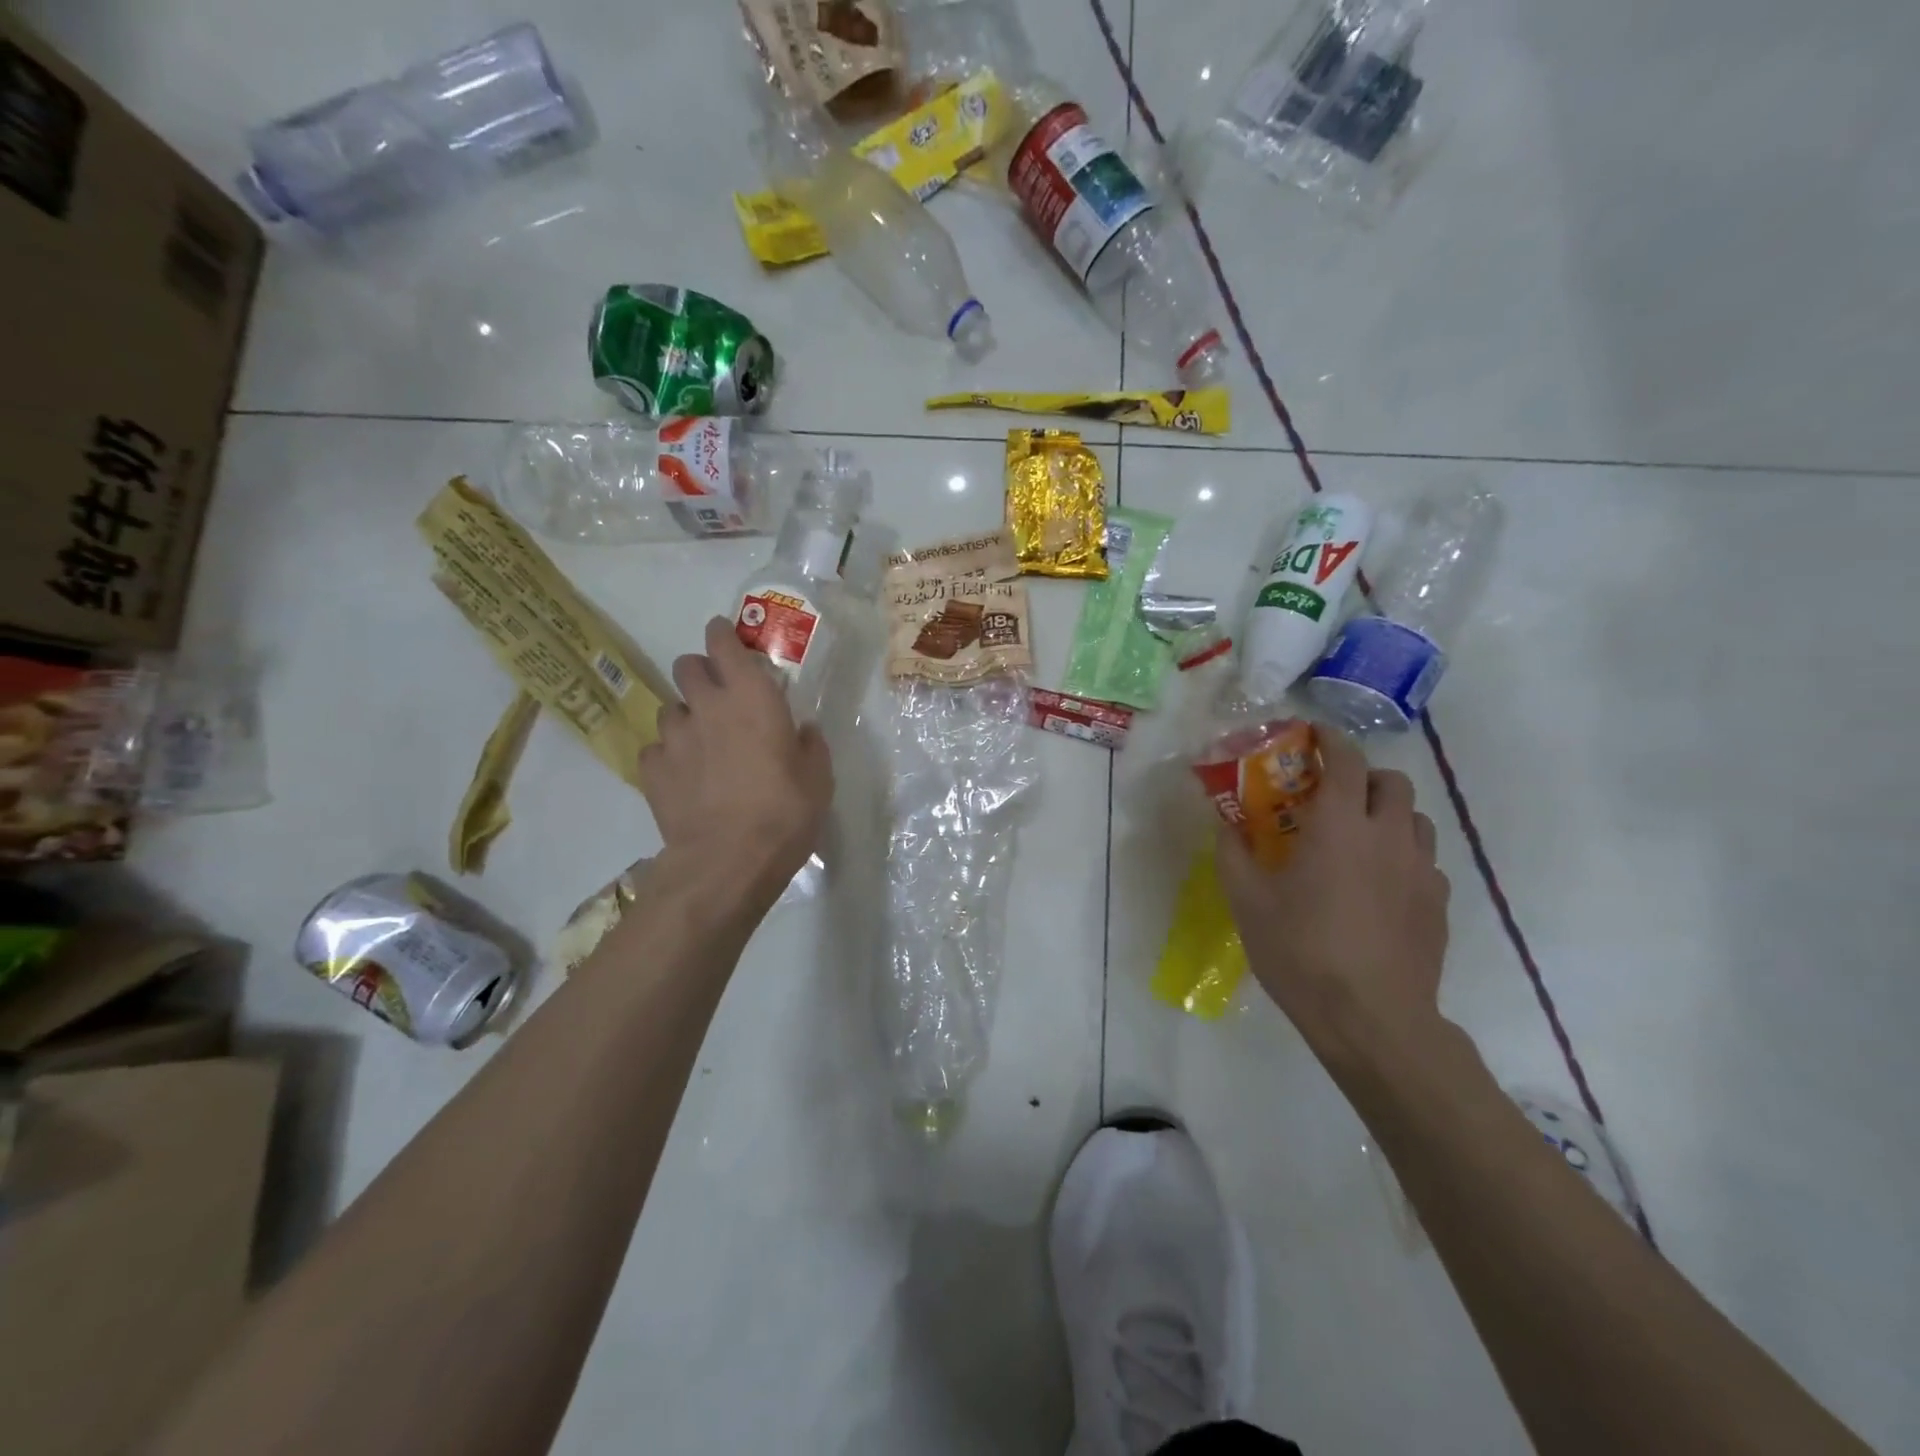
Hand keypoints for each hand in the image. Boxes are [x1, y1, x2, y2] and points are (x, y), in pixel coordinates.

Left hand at [637, 617, 833, 913]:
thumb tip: (803, 730)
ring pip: (670, 708)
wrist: (727, 861)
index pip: (723, 643)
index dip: (722, 634)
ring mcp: (673, 737)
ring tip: (702, 743)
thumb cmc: (784, 812)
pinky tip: (685, 777)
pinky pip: (657, 749)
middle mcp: (707, 706)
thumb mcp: (818, 779)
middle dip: (700, 672)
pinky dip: (670, 756)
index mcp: (751, 697)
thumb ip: (810, 745)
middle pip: (687, 666)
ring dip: (686, 717)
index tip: (724, 635)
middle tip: (718, 695)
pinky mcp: (652, 770)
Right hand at [1215, 729, 1450, 1069]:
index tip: (1314, 737)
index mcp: (1339, 826)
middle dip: (1364, 777)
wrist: (1372, 1019)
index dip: (1331, 740)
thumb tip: (1225, 826)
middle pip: (1392, 782)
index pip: (1346, 760)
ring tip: (1359, 839)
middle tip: (1333, 796)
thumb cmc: (1301, 952)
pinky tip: (1379, 885)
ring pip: (1416, 819)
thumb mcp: (1247, 902)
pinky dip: (1403, 854)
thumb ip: (1233, 854)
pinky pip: (1425, 860)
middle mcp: (1388, 836)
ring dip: (1388, 814)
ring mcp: (1421, 870)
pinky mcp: (1438, 904)